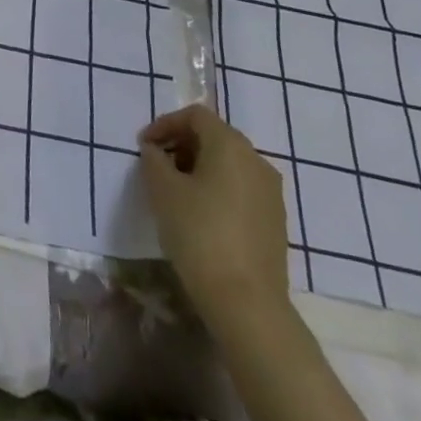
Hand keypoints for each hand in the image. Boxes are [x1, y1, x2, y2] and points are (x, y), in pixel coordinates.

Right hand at [139, 104, 290, 332]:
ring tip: (175, 191)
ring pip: (229, 164)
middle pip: (214, 136)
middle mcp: (256, 160)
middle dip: (182, 145)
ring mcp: (271, 193)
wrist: (247, 304)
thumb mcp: (163, 190)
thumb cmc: (199, 234)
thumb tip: (155, 150)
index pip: (195, 116)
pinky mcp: (275, 221)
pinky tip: (200, 214)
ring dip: (199, 167)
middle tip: (157, 165)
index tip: (144, 146)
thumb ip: (154, 159)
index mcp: (230, 144)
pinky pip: (241, 189)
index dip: (165, 124)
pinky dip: (218, 189)